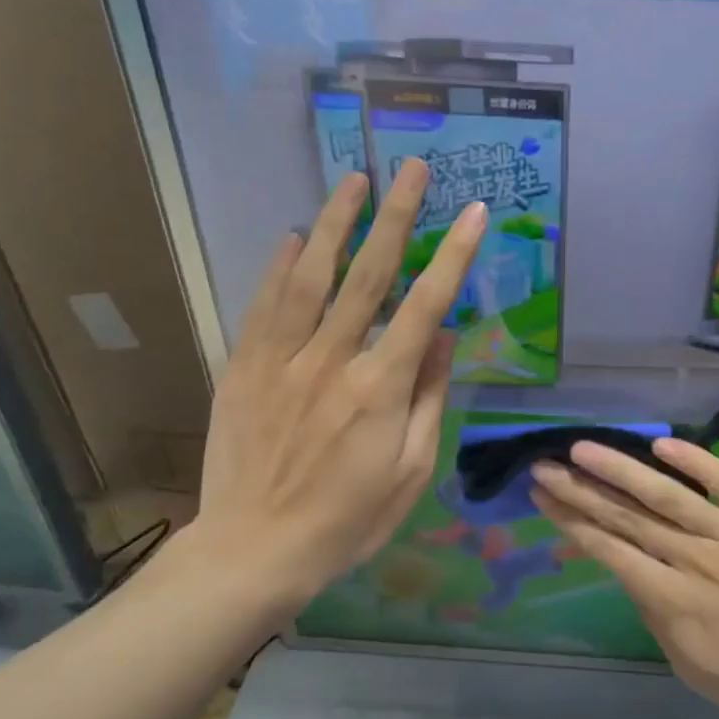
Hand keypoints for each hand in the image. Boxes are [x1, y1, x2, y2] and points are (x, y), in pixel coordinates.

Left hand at [185, 160, 485, 616]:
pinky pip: (264, 305)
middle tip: (412, 167)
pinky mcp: (244, 368)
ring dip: (335, 223)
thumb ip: (430, 398)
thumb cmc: (347, 520)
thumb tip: (445, 337)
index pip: (427, 305)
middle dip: (397, 215)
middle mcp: (333, 360)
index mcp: (381, 388)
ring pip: (311, 276)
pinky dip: (279, 266)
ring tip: (354, 180)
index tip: (474, 213)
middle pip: (370, 274)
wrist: (254, 551)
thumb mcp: (410, 471)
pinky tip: (292, 235)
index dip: (454, 255)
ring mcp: (282, 360)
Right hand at [531, 440, 718, 718]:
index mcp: (671, 599)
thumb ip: (657, 618)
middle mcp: (693, 558)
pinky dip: (696, 462)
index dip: (572, 521)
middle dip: (580, 490)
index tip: (543, 497)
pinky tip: (662, 445)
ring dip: (620, 470)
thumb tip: (634, 576)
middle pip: (627, 517)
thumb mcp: (691, 666)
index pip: (609, 550)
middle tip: (544, 466)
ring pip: (667, 495)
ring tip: (583, 448)